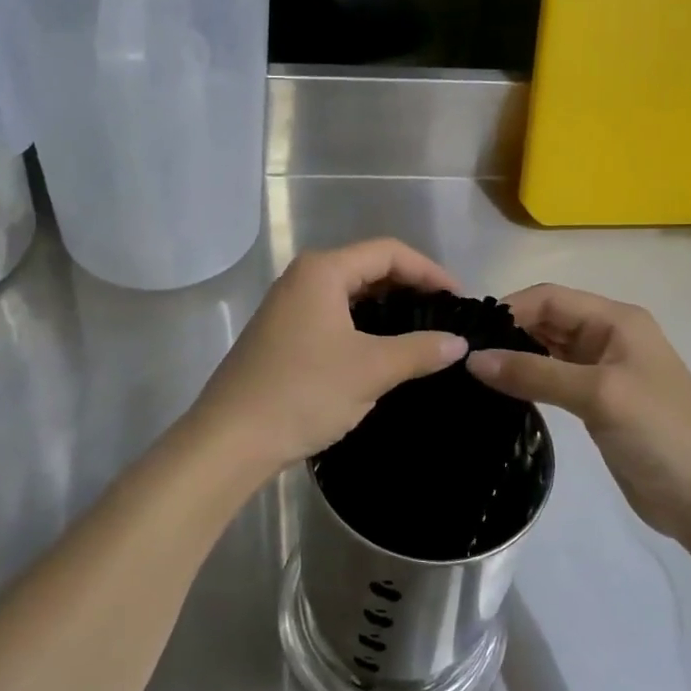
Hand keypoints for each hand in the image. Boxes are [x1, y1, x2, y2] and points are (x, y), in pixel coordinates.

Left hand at [186, 239, 469, 487]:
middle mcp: (303, 278)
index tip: (460, 300)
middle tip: (445, 316)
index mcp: (322, 271)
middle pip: (368, 268)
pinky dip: (364, 326)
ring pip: (350, 294)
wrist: (231, 439)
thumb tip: (458, 343)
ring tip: (422, 334)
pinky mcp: (283, 334)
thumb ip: (419, 350)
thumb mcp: (370, 370)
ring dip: (388, 309)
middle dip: (410, 288)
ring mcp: (288, 306)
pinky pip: (334, 316)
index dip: (430, 271)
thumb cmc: (303, 393)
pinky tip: (383, 351)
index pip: (388, 252)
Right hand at [466, 284, 690, 538]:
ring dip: (515, 358)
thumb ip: (534, 373)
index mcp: (616, 320)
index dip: (509, 310)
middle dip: (508, 333)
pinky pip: (553, 380)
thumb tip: (473, 359)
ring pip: (547, 351)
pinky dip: (527, 382)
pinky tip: (500, 393)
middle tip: (461, 356)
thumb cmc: (659, 432)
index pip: (550, 298)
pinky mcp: (596, 403)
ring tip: (471, 374)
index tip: (467, 335)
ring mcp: (603, 371)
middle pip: (547, 321)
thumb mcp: (597, 394)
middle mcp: (608, 337)